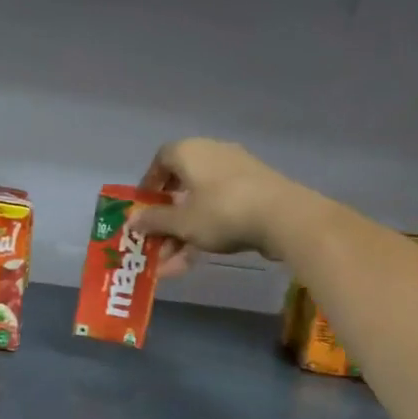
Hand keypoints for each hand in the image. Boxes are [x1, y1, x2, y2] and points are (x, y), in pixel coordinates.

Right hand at [130, 138, 302, 276]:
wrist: (285, 217)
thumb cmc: (222, 212)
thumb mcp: (181, 222)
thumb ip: (154, 221)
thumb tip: (132, 220)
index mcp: (190, 152)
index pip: (161, 160)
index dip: (149, 185)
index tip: (143, 209)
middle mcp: (212, 154)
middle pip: (180, 187)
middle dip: (166, 221)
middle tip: (156, 245)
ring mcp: (237, 172)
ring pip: (200, 204)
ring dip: (183, 234)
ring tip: (172, 266)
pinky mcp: (256, 191)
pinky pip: (221, 209)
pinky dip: (207, 231)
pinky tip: (196, 260)